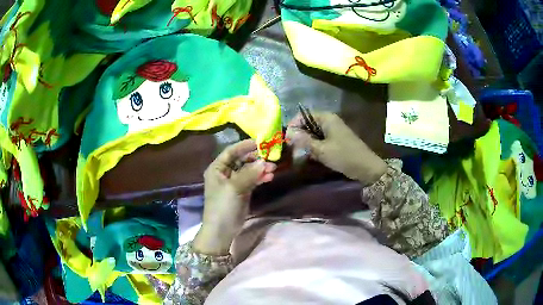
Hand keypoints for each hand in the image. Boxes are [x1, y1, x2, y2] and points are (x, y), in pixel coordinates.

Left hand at [193, 140, 275, 254]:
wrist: (222, 231)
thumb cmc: (223, 206)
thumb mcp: (234, 188)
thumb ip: (249, 174)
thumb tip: (264, 161)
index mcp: (217, 168)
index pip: (231, 151)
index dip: (245, 145)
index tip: (260, 142)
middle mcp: (225, 172)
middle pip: (242, 160)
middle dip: (256, 158)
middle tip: (271, 157)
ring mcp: (234, 182)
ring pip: (249, 170)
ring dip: (260, 168)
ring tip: (273, 168)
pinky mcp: (242, 191)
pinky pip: (252, 180)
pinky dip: (260, 177)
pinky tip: (270, 177)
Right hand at [286, 112, 386, 185]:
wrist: (366, 167)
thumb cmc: (343, 156)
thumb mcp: (321, 150)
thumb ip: (304, 140)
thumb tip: (288, 133)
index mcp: (326, 118)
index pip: (303, 116)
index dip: (293, 126)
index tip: (287, 140)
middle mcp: (329, 121)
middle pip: (307, 124)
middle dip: (299, 136)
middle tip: (293, 150)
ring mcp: (333, 130)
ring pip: (313, 133)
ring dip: (306, 143)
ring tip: (301, 155)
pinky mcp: (336, 140)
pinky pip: (320, 140)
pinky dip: (314, 147)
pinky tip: (312, 157)